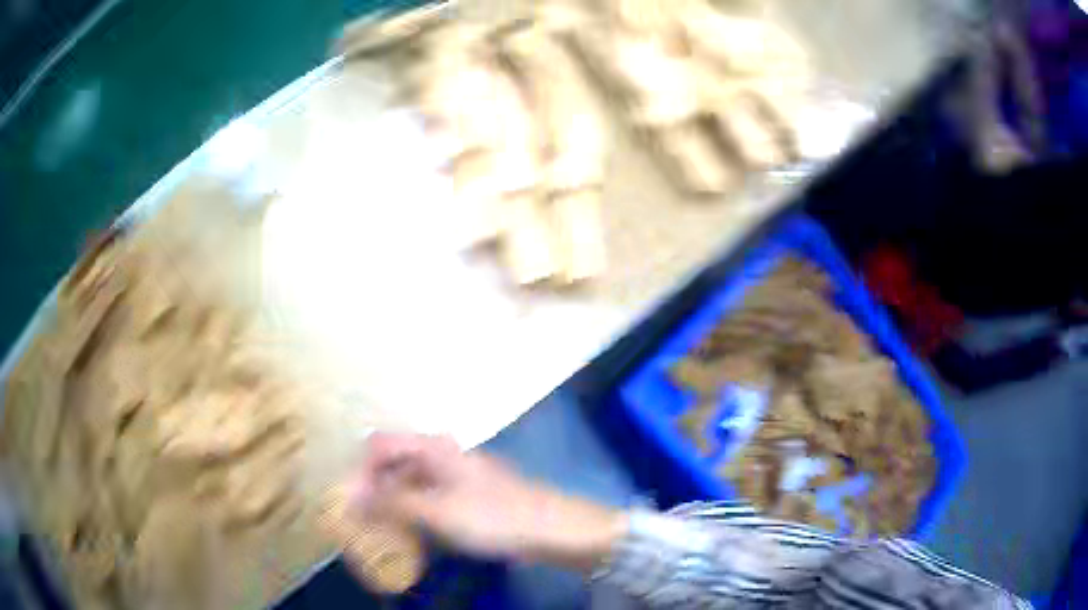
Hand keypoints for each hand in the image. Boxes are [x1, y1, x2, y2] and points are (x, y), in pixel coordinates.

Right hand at [350, 433, 626, 569]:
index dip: (359, 471)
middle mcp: (439, 452)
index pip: (379, 445)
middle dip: (371, 487)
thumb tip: (348, 496)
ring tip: (377, 528)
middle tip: (359, 517)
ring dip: (389, 501)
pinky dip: (409, 510)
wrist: (548, 528)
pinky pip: (424, 495)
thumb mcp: (435, 511)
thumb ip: (390, 502)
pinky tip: (406, 531)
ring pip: (407, 480)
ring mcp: (452, 473)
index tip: (349, 501)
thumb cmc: (491, 516)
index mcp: (431, 447)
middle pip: (392, 461)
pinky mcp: (463, 493)